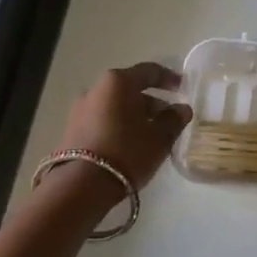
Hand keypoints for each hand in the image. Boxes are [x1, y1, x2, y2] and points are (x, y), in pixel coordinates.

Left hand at [58, 63, 193, 189]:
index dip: (169, 78)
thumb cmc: (127, 152)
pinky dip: (120, 125)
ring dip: (136, 116)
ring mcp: (80, 109)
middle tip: (170, 119)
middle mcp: (96, 89)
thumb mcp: (160, 137)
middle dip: (153, 103)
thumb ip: (174, 119)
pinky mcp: (73, 129)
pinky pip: (104, 120)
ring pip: (117, 106)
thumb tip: (182, 109)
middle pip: (131, 89)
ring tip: (153, 136)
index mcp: (118, 82)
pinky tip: (132, 144)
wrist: (81, 186)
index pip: (149, 71)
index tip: (183, 88)